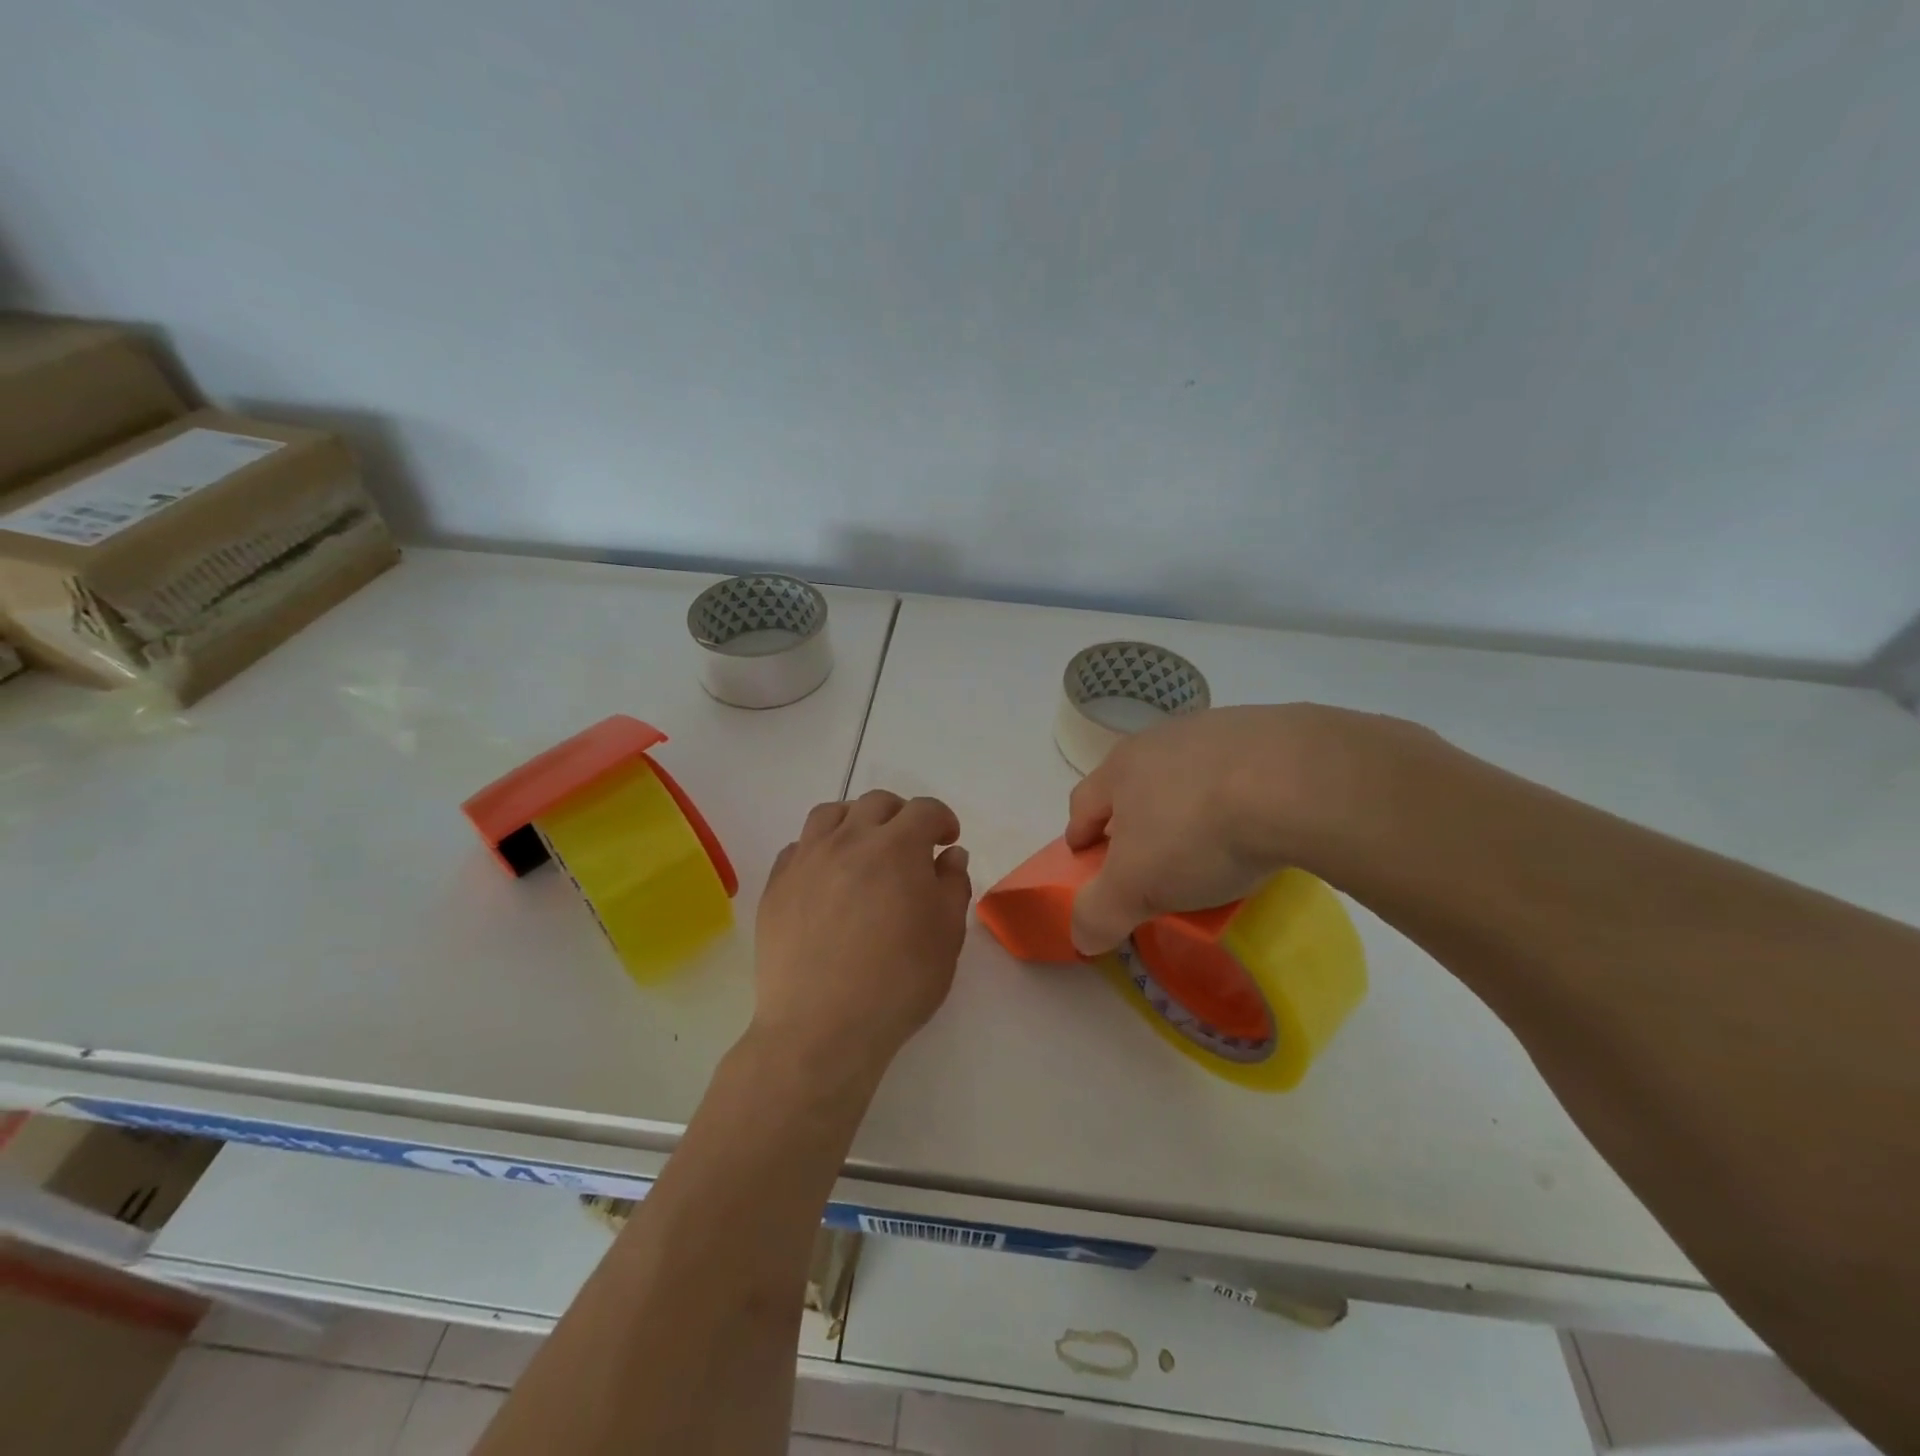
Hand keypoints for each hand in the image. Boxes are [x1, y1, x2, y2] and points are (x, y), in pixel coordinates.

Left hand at [754, 790, 972, 1076]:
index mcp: (896, 847)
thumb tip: (949, 856)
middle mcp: (849, 840)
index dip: (941, 819)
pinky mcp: (776, 884)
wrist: (822, 1026)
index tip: (947, 840)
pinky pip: (798, 846)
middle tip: (911, 845)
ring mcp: (806, 859)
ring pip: (830, 814)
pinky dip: (819, 849)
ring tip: (864, 849)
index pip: (924, 809)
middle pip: (876, 803)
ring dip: (855, 821)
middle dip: (901, 815)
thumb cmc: (898, 982)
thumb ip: (952, 886)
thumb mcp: (946, 936)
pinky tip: (827, 877)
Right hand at [1064, 703, 1423, 953]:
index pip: (1083, 803)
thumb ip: (1099, 912)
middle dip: (1135, 818)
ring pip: (1188, 773)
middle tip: (1151, 857)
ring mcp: (1216, 729)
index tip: (1086, 861)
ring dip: (1189, 803)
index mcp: (1120, 769)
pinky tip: (1262, 821)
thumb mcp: (1136, 887)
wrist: (1297, 781)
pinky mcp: (1268, 730)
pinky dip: (1240, 794)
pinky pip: (1241, 769)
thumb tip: (1081, 936)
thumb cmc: (1198, 832)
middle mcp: (1160, 740)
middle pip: (1134, 782)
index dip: (1080, 835)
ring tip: (1213, 842)